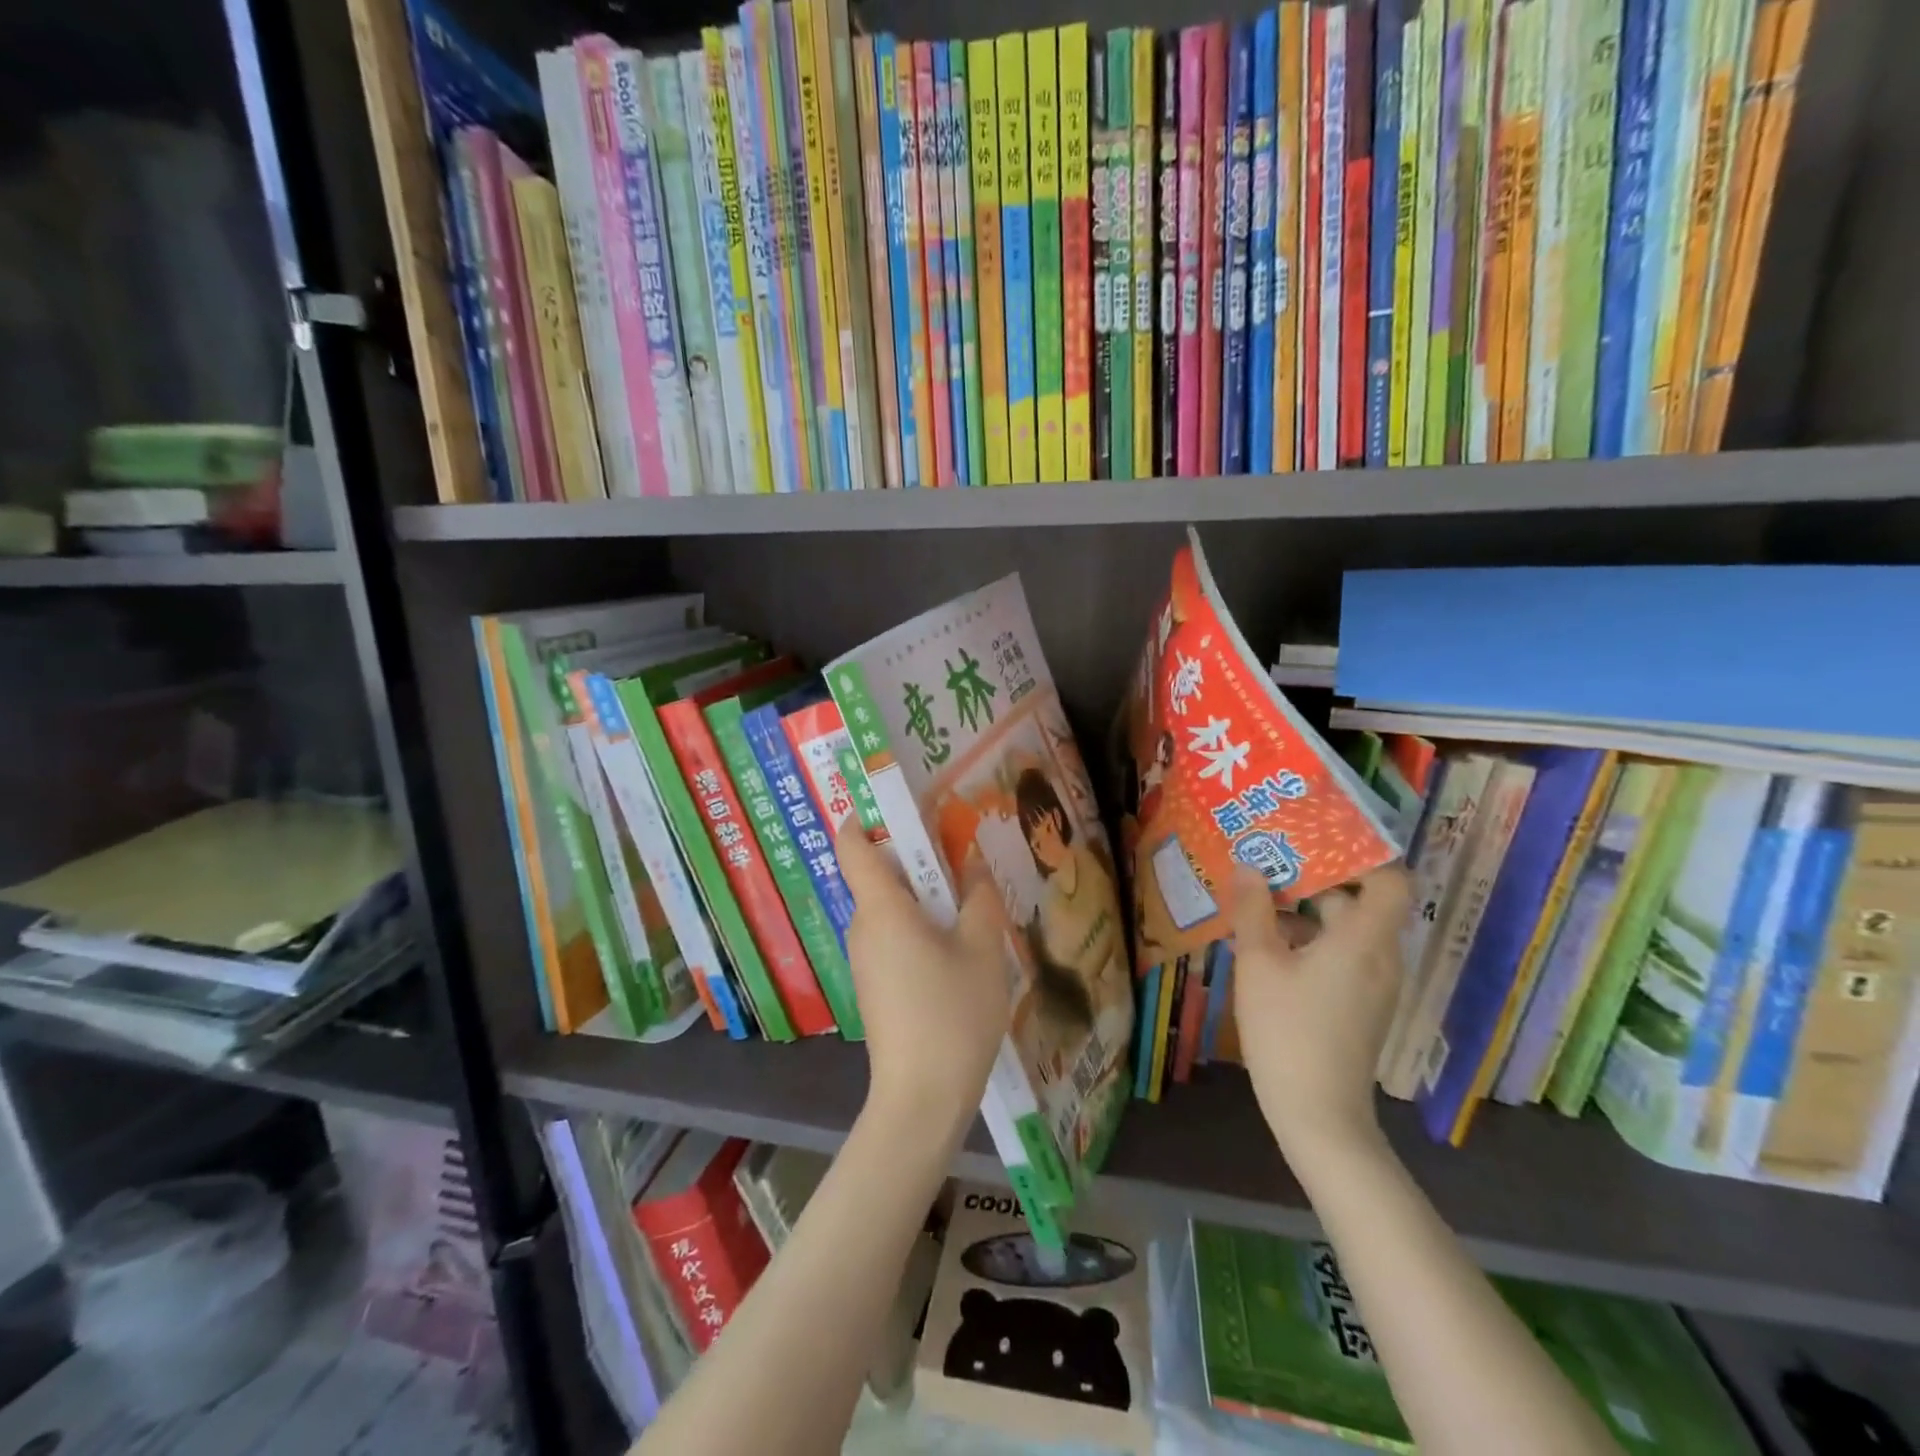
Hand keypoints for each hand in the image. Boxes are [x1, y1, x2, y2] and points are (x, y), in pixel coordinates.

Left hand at [835, 822, 1009, 1138]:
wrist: (920, 1101)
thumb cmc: (952, 1015)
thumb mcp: (982, 950)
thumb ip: (979, 898)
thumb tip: (971, 861)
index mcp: (882, 909)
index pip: (853, 845)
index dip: (866, 816)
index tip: (902, 804)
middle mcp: (863, 927)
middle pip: (879, 874)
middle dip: (918, 858)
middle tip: (963, 854)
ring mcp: (865, 959)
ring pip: (890, 908)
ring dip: (925, 896)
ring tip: (969, 900)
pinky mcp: (874, 985)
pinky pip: (892, 936)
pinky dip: (919, 927)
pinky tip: (957, 947)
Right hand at [1230, 864, 1412, 1167]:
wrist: (1318, 1114)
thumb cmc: (1287, 1030)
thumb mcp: (1259, 964)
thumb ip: (1253, 910)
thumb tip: (1249, 866)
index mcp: (1364, 940)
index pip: (1391, 881)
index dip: (1364, 855)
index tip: (1319, 839)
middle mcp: (1380, 957)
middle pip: (1360, 902)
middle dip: (1314, 880)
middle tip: (1268, 862)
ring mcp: (1374, 984)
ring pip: (1346, 930)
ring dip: (1304, 913)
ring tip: (1256, 902)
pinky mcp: (1361, 1005)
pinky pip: (1342, 956)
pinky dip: (1310, 943)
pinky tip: (1264, 948)